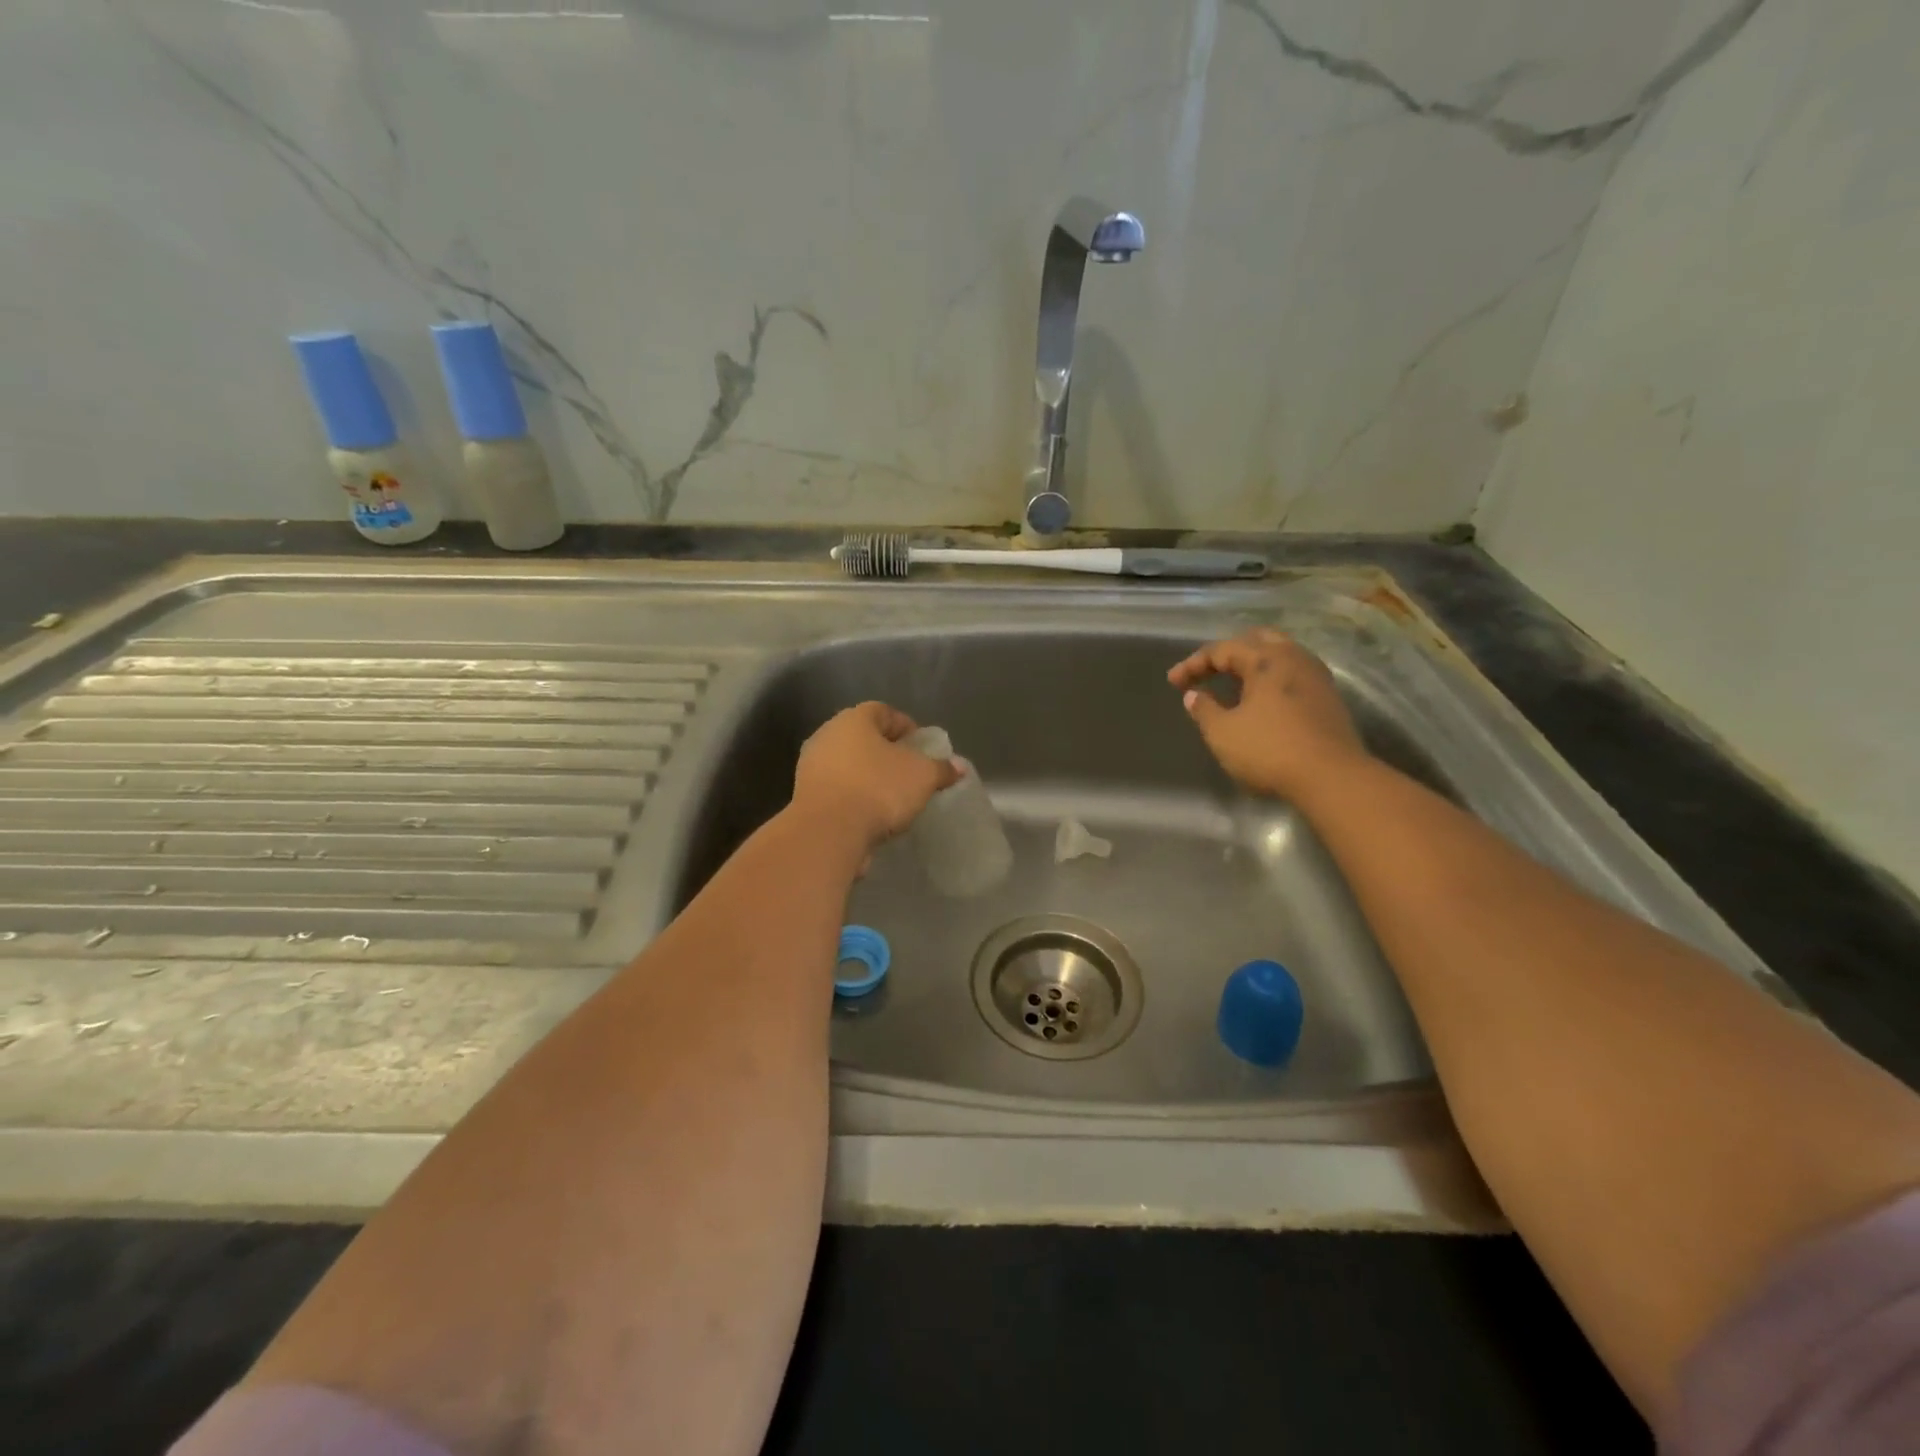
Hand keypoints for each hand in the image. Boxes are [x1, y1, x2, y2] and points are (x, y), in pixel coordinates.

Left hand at [791, 702, 959, 851]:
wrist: (828, 832)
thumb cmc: (878, 789)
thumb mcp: (922, 777)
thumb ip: (941, 768)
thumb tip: (958, 766)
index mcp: (854, 719)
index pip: (883, 711)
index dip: (906, 726)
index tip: (922, 747)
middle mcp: (827, 734)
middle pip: (863, 737)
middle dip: (887, 752)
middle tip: (909, 770)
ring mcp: (811, 765)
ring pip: (848, 764)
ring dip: (868, 775)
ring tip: (892, 795)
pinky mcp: (804, 795)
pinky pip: (838, 789)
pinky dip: (854, 796)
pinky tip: (871, 813)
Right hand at [1167, 629, 1369, 799]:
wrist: (1333, 778)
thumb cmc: (1270, 750)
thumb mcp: (1223, 733)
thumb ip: (1204, 710)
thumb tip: (1194, 696)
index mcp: (1266, 659)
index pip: (1222, 649)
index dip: (1193, 664)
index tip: (1173, 683)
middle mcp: (1294, 658)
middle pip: (1255, 640)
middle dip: (1227, 654)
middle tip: (1206, 673)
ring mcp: (1316, 677)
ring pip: (1278, 655)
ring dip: (1251, 665)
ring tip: (1231, 685)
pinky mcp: (1328, 698)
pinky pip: (1291, 674)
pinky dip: (1269, 679)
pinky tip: (1259, 700)